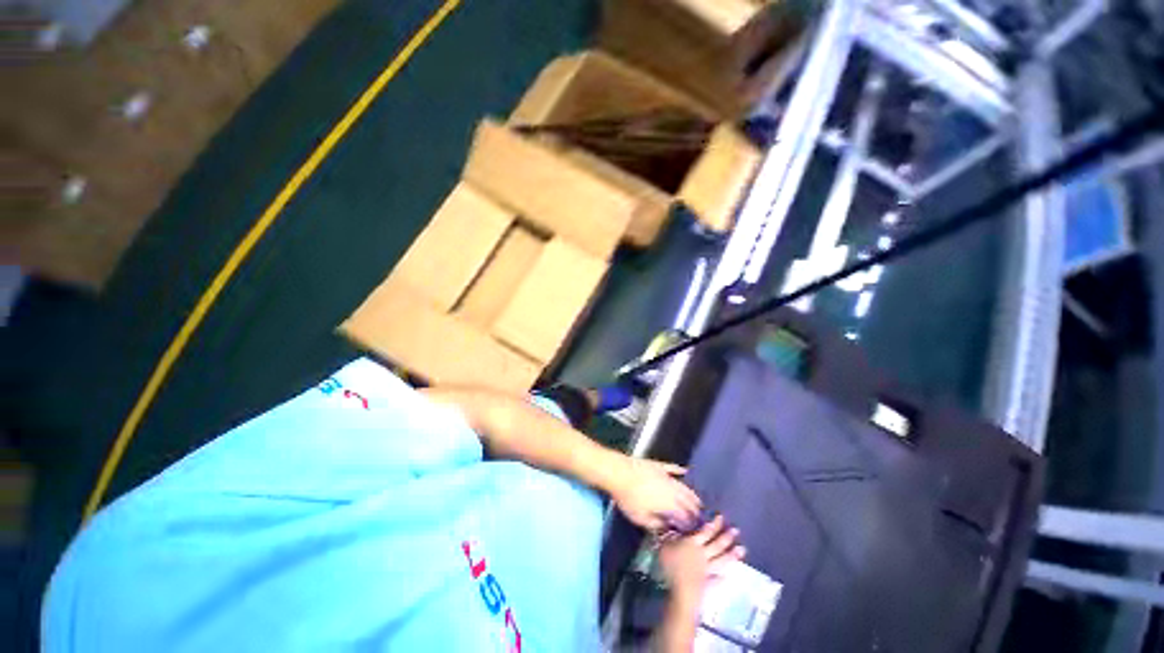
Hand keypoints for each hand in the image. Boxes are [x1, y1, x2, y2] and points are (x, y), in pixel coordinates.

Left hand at [608, 458, 701, 532]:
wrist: (619, 473)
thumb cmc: (629, 498)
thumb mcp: (641, 519)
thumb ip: (657, 525)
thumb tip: (667, 528)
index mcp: (670, 505)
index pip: (686, 516)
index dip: (691, 524)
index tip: (694, 529)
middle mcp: (673, 490)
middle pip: (689, 501)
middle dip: (695, 510)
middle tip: (699, 517)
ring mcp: (666, 476)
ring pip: (684, 486)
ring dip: (692, 494)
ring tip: (697, 500)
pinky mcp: (659, 466)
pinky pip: (674, 468)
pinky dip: (681, 471)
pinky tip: (685, 471)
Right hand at [656, 515, 745, 602]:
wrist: (680, 591)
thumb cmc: (671, 565)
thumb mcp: (665, 545)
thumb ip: (669, 534)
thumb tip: (671, 523)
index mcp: (693, 543)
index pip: (705, 531)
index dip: (713, 524)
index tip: (721, 517)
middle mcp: (702, 554)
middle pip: (716, 544)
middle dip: (726, 537)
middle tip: (737, 530)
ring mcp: (706, 570)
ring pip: (720, 560)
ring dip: (731, 555)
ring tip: (742, 549)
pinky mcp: (706, 583)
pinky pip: (715, 579)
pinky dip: (721, 578)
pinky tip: (726, 577)